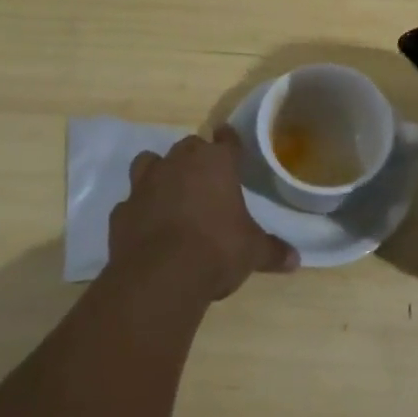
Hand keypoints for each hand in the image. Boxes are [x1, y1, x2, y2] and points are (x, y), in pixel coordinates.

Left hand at [108, 127, 297, 300]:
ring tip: (168, 191)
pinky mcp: (121, 211)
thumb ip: (272, 251)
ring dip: (159, 171)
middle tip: (205, 176)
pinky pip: (130, 202)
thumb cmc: (216, 251)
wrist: (160, 276)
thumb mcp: (252, 252)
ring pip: (149, 162)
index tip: (230, 140)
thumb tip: (296, 259)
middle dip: (196, 157)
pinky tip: (145, 225)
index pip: (227, 140)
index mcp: (217, 164)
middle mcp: (179, 163)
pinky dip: (138, 209)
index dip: (230, 140)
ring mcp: (145, 184)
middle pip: (188, 146)